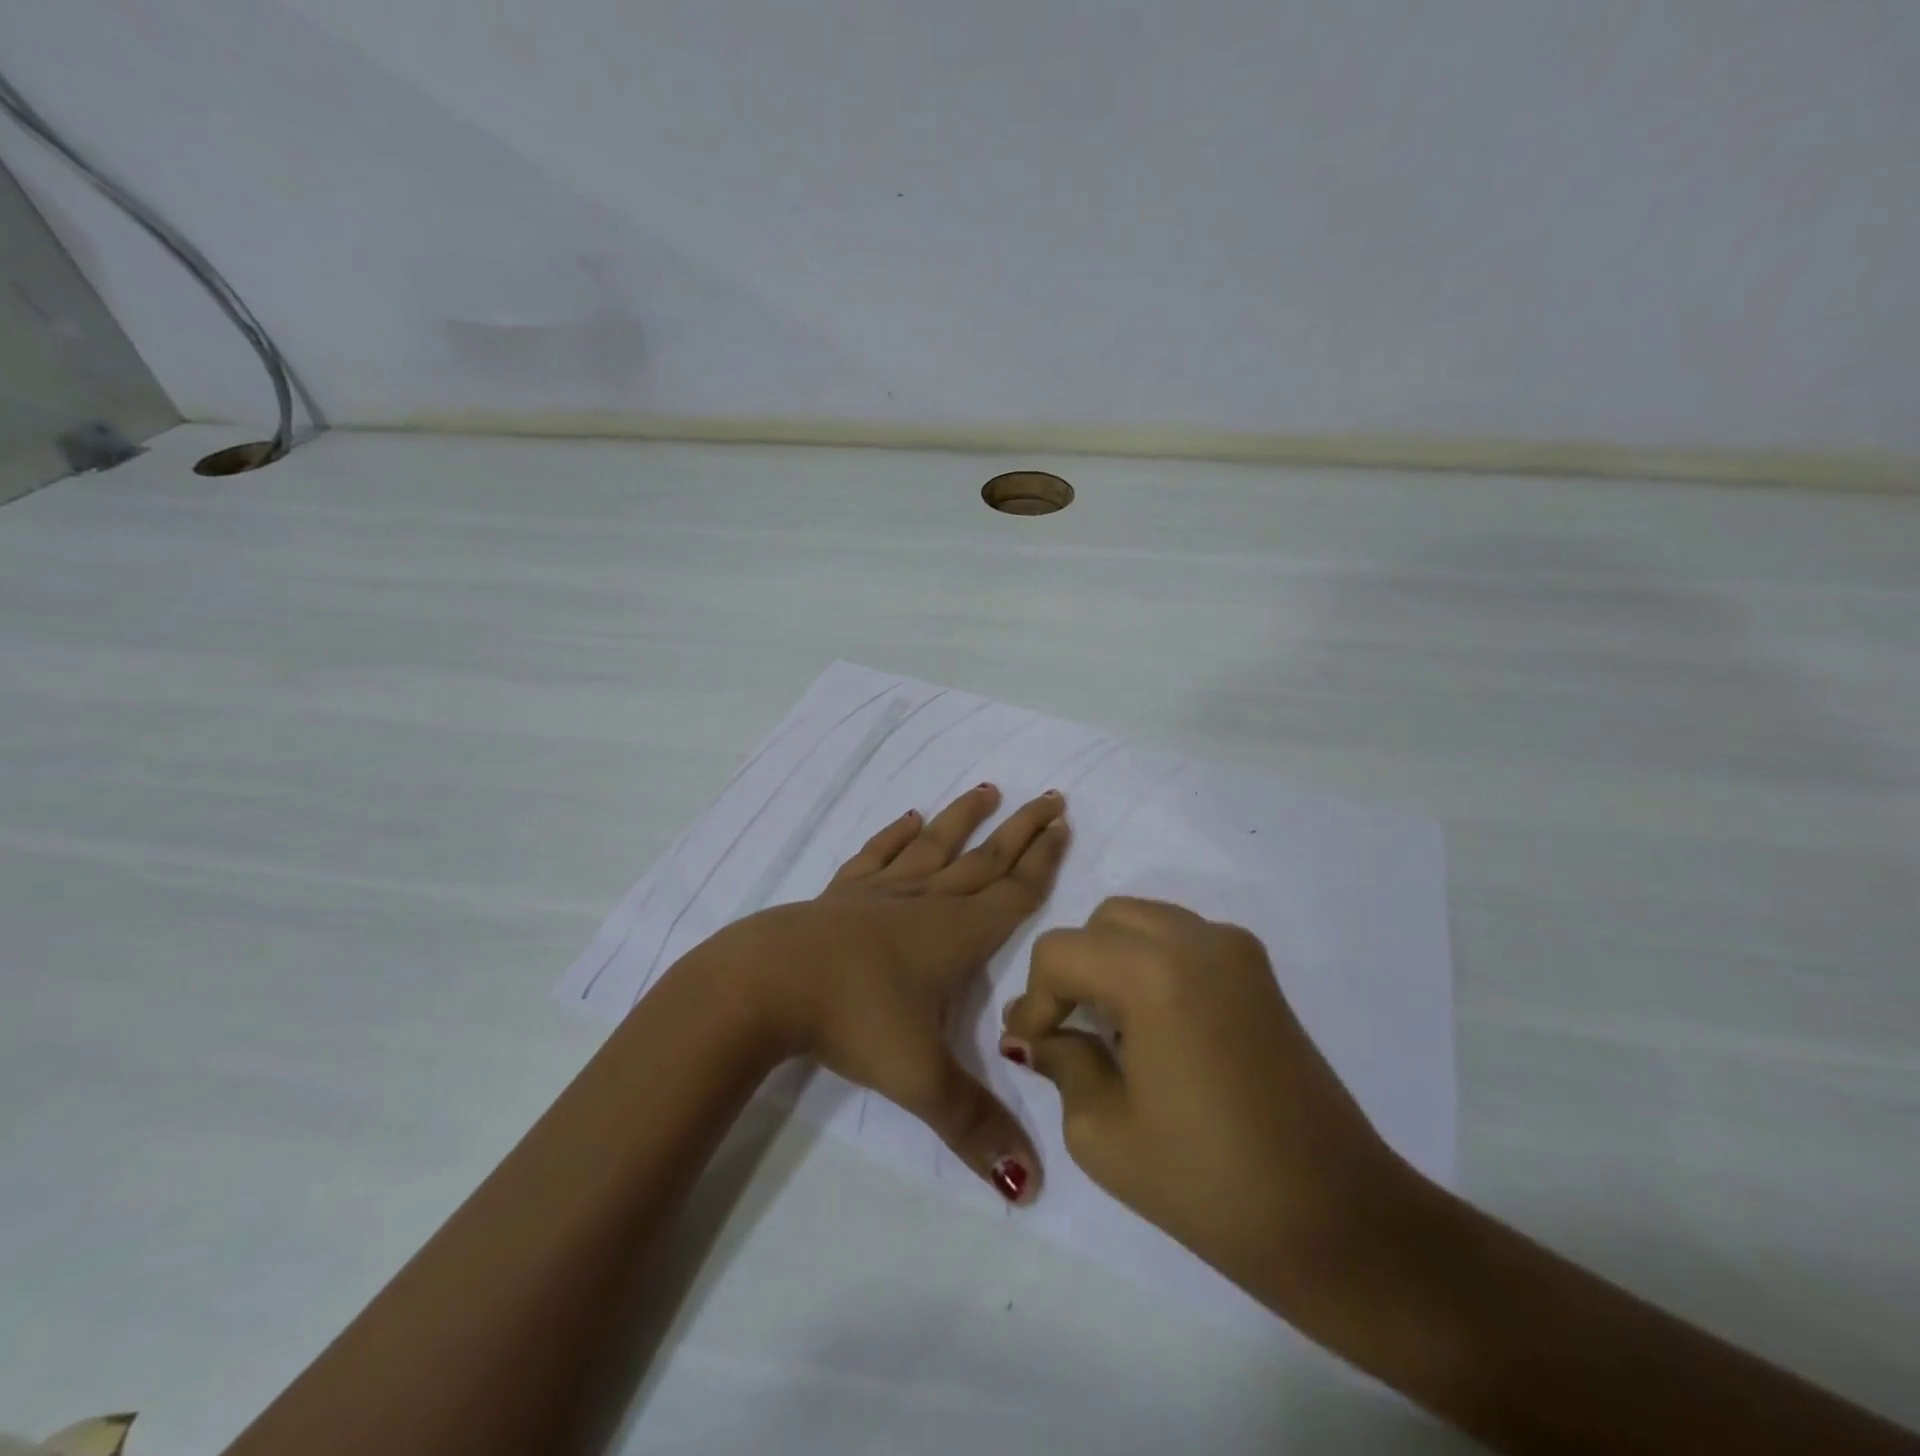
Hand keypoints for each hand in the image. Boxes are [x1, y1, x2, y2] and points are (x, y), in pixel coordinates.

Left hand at [728, 784, 1069, 1203]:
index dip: (1043, 861)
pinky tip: (909, 818)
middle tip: (1050, 797)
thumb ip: (975, 1127)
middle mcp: (925, 902)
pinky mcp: (842, 894)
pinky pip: (877, 855)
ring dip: (964, 819)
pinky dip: (896, 835)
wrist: (767, 984)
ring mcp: (881, 892)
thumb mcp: (919, 1080)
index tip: (1064, 825)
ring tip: (989, 790)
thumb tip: (1032, 1186)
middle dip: (1021, 830)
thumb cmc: (852, 1021)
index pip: (1014, 892)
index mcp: (956, 936)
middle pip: (985, 859)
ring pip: (935, 846)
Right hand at [999, 897, 1415, 1306]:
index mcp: (1154, 971)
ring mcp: (1236, 949)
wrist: (1337, 1220)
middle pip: (1103, 922)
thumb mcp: (1103, 1131)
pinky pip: (1183, 940)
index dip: (1034, 997)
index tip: (1028, 1045)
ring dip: (1111, 961)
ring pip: (1144, 922)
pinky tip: (1151, 1024)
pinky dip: (1151, 963)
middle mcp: (1196, 939)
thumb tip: (1039, 1037)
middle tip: (1064, 1029)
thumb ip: (1061, 1062)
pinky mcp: (1259, 971)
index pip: (1061, 951)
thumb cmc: (1208, 1183)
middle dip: (1073, 969)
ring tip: (1107, 1027)